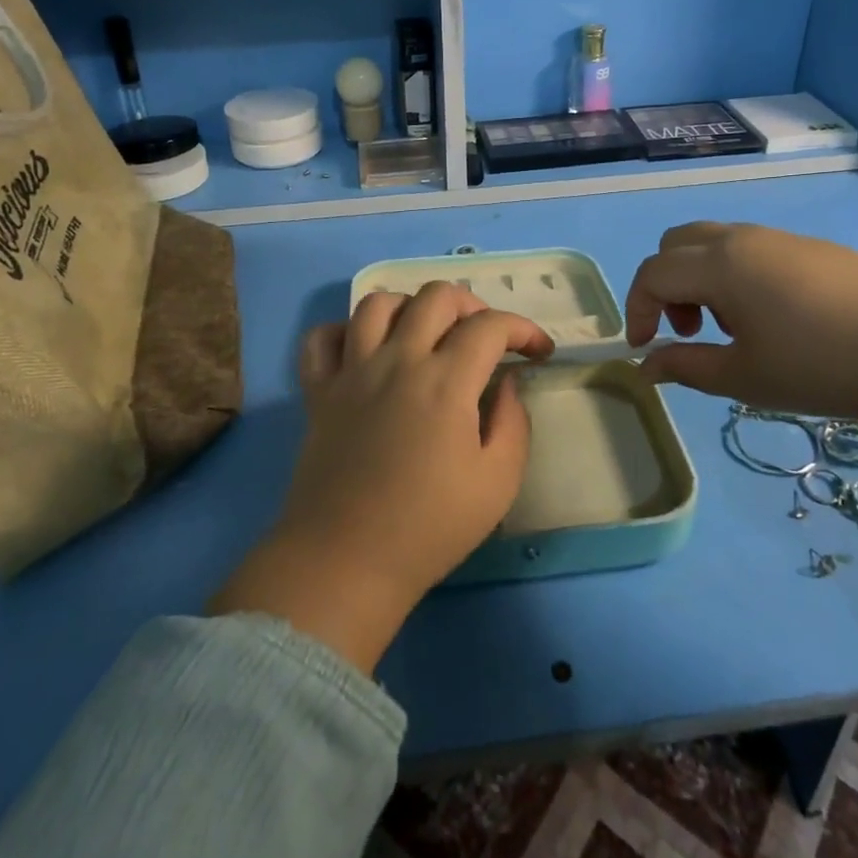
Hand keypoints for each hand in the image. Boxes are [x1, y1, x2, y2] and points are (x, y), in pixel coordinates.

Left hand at [210, 282, 552, 672]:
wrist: (346, 561)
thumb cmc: (429, 527)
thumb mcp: (498, 483)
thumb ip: (513, 422)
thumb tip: (506, 383)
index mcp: (446, 381)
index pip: (491, 326)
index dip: (524, 329)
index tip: (539, 353)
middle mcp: (398, 360)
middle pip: (436, 296)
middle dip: (472, 305)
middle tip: (485, 339)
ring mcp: (352, 371)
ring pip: (377, 303)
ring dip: (411, 307)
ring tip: (426, 335)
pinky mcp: (318, 391)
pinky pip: (322, 338)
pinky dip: (345, 332)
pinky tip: (365, 350)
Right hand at [626, 221, 857, 508]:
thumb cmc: (820, 367)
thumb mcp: (743, 377)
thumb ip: (686, 367)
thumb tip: (647, 366)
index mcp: (718, 265)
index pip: (652, 273)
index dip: (637, 310)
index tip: (646, 348)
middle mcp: (742, 238)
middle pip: (677, 243)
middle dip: (665, 285)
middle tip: (687, 330)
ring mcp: (780, 237)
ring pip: (714, 242)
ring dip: (701, 279)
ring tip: (732, 328)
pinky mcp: (813, 247)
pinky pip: (751, 248)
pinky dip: (735, 275)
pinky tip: (773, 318)